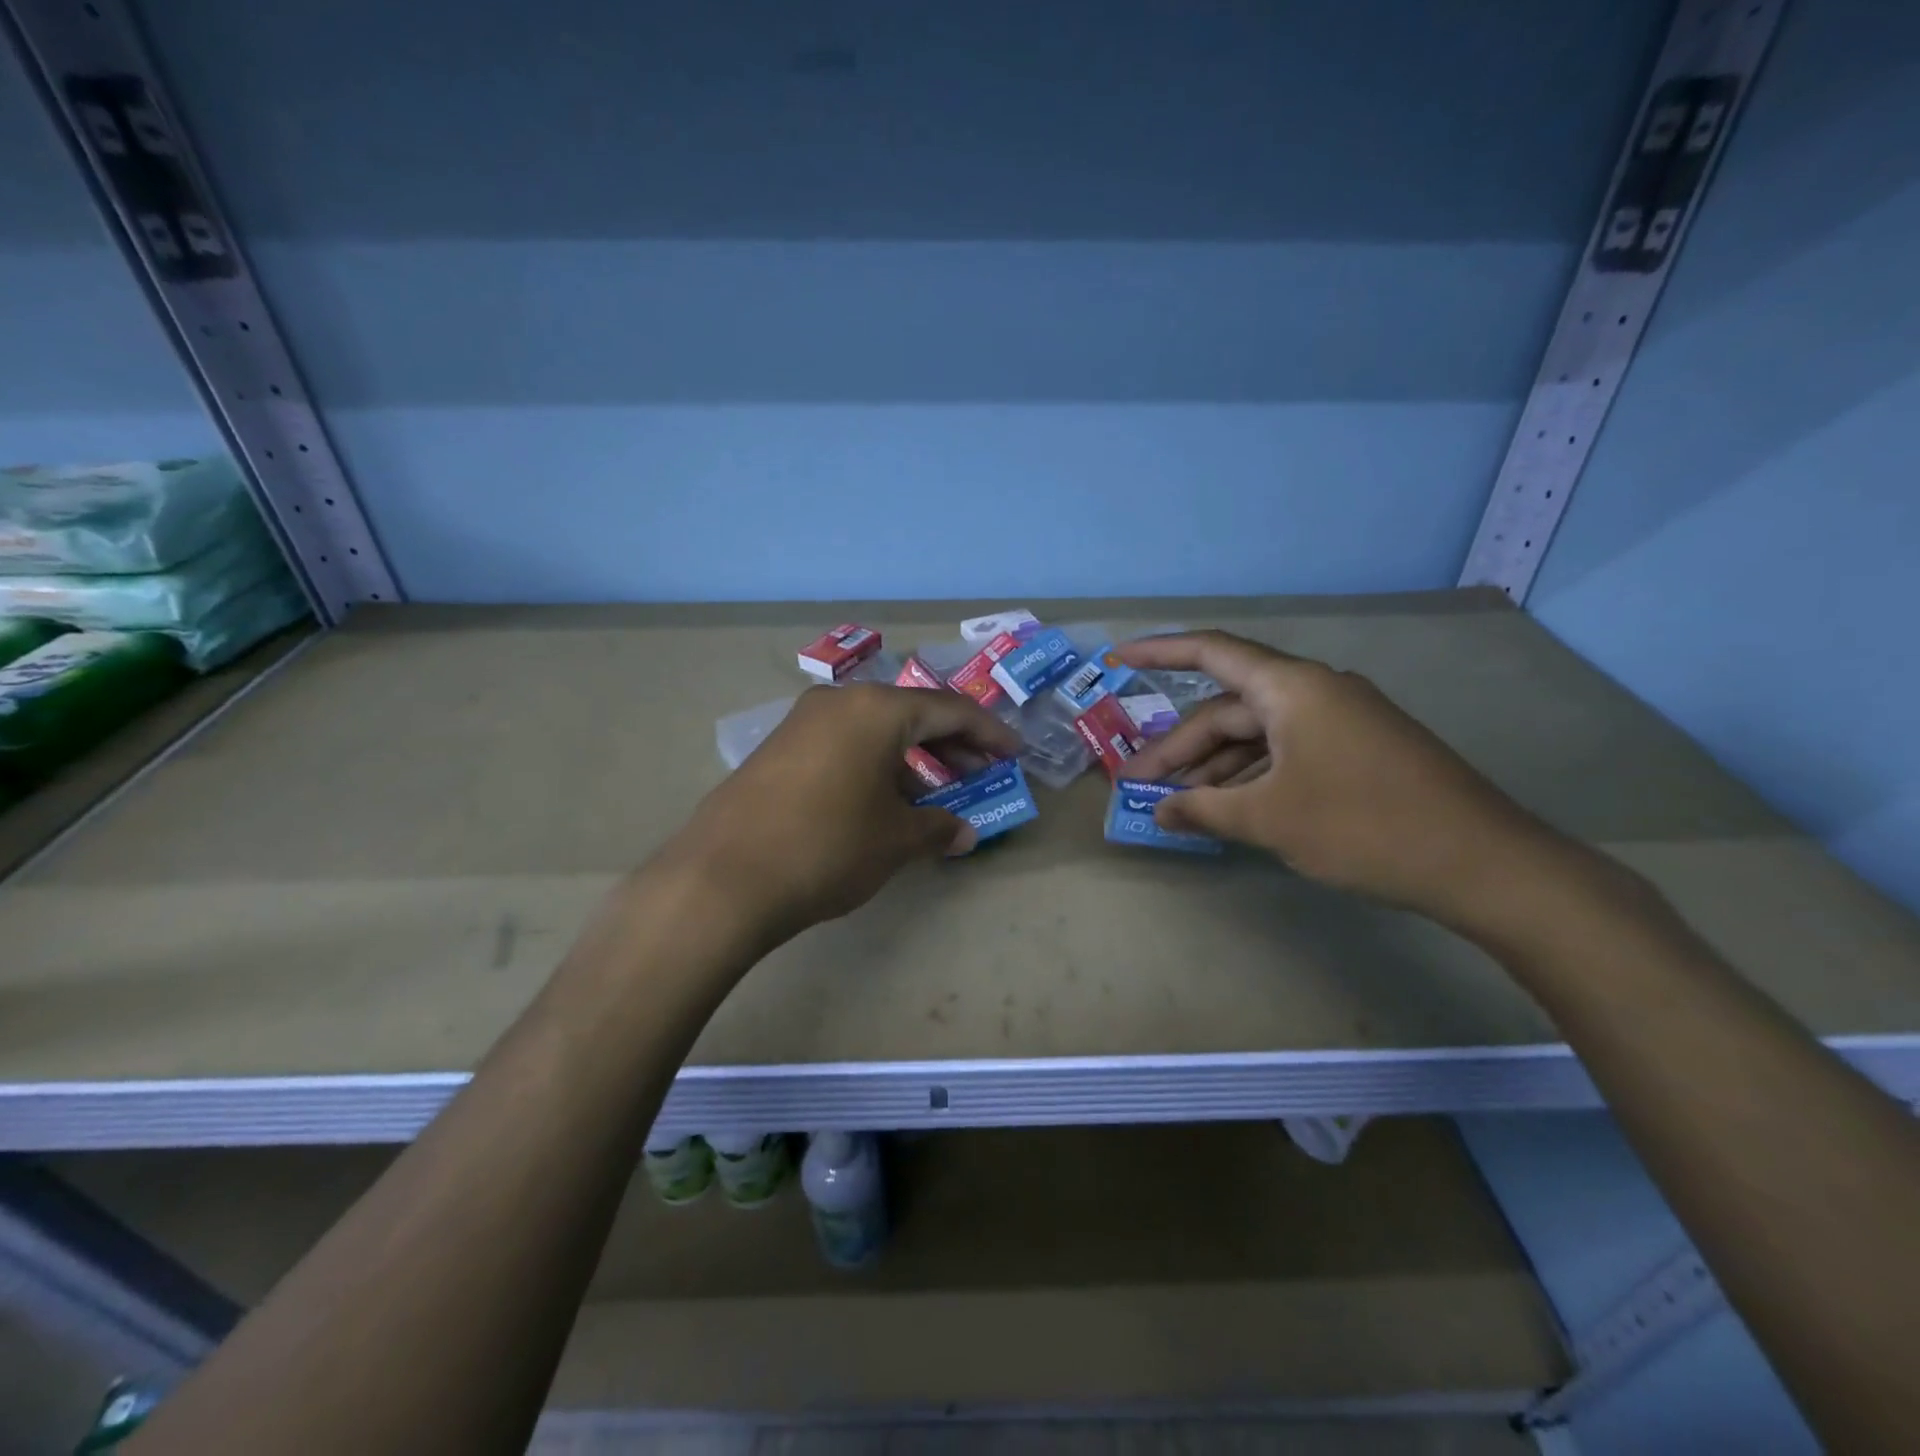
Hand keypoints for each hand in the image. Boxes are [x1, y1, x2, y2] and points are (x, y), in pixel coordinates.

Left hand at [658, 683, 1019, 950]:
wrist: (723, 878)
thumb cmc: (828, 847)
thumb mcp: (895, 839)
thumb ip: (937, 829)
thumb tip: (964, 834)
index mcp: (878, 709)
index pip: (950, 710)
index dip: (989, 732)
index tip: (1014, 753)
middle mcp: (840, 701)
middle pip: (911, 714)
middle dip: (951, 743)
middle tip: (980, 771)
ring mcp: (802, 722)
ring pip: (874, 729)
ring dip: (910, 757)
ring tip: (933, 793)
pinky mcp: (777, 748)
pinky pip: (842, 744)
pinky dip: (873, 763)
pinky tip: (881, 799)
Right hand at [1119, 631, 1562, 929]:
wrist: (1482, 863)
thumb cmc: (1364, 826)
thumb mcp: (1269, 818)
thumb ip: (1204, 809)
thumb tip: (1160, 811)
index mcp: (1293, 688)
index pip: (1211, 653)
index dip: (1158, 651)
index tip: (1116, 658)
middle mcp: (1315, 693)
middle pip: (1229, 708)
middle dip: (1180, 745)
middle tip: (1138, 783)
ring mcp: (1340, 722)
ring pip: (1257, 734)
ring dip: (1214, 766)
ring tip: (1176, 802)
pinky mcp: (1357, 751)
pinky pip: (1286, 752)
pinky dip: (1251, 776)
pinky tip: (1229, 807)